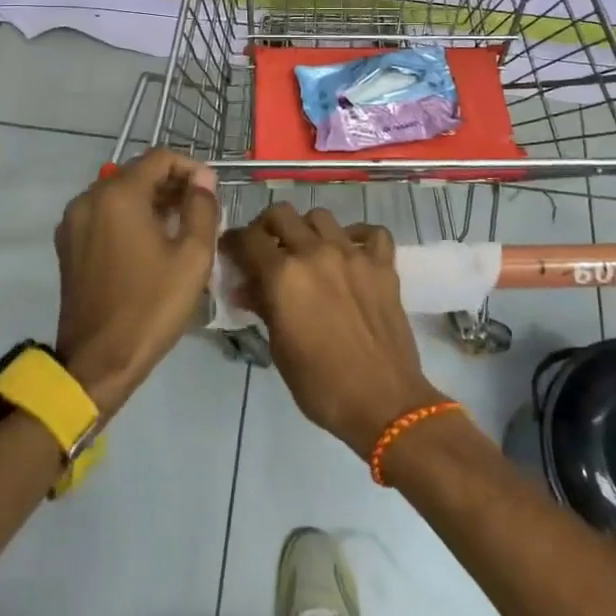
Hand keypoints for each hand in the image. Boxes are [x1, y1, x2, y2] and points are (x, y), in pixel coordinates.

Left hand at [55, 149, 218, 417]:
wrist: (98, 362)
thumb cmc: (151, 306)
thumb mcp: (192, 256)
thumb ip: (202, 207)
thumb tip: (202, 179)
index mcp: (118, 195)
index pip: (160, 157)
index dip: (191, 167)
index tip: (211, 192)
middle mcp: (89, 198)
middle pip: (137, 172)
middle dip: (172, 185)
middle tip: (200, 212)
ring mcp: (73, 221)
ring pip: (119, 193)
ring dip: (151, 201)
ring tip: (179, 228)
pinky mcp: (68, 244)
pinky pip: (104, 214)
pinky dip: (129, 217)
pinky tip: (149, 244)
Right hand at [222, 204, 445, 456]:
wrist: (382, 400)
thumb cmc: (321, 384)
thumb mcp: (279, 348)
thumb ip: (263, 307)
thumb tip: (245, 287)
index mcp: (284, 275)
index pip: (249, 239)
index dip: (235, 242)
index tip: (232, 251)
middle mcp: (316, 252)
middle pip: (282, 214)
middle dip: (266, 227)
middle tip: (266, 248)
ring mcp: (353, 254)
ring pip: (322, 217)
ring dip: (307, 229)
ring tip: (307, 251)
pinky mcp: (383, 264)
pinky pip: (372, 233)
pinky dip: (359, 236)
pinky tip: (352, 252)